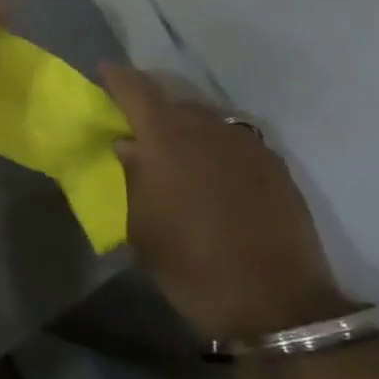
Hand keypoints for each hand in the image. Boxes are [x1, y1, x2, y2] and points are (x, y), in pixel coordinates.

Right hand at [99, 65, 351, 343]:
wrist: (276, 304)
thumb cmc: (192, 265)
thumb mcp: (141, 226)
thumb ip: (131, 176)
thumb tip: (128, 146)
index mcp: (166, 136)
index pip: (136, 88)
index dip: (116, 78)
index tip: (102, 74)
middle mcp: (207, 127)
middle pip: (172, 100)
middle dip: (151, 106)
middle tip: (137, 126)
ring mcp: (245, 143)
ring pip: (206, 119)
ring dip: (185, 127)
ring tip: (176, 151)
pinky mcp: (274, 164)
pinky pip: (233, 141)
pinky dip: (215, 147)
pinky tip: (213, 173)